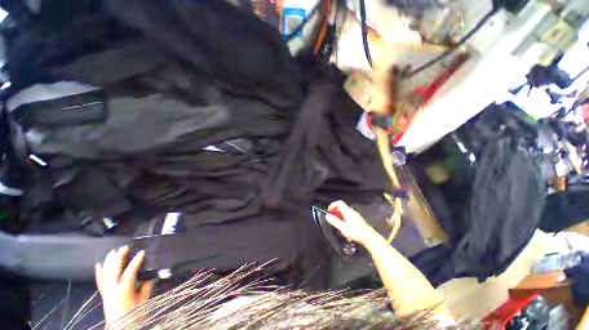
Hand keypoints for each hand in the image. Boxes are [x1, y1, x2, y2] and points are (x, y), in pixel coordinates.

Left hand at [95, 246, 154, 323]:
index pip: (129, 273)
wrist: (121, 328)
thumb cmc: (134, 314)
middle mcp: (112, 290)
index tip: (142, 252)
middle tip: (125, 247)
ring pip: (105, 273)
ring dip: (109, 261)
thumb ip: (147, 287)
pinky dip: (99, 272)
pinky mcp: (104, 294)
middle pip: (114, 270)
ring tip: (113, 251)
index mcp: (123, 292)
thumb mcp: (143, 301)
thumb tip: (152, 275)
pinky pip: (100, 281)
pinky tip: (99, 264)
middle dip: (119, 257)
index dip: (135, 262)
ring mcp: (106, 292)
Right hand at [325, 200, 380, 245]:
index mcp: (347, 211)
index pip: (339, 202)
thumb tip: (327, 216)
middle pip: (341, 207)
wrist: (369, 237)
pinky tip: (344, 226)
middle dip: (335, 211)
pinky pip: (348, 216)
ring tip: (337, 223)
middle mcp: (351, 211)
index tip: (329, 211)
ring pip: (345, 212)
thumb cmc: (356, 232)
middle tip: (332, 218)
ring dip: (339, 215)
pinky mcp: (358, 220)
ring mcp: (355, 215)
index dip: (332, 205)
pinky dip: (343, 218)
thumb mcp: (343, 227)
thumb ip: (335, 221)